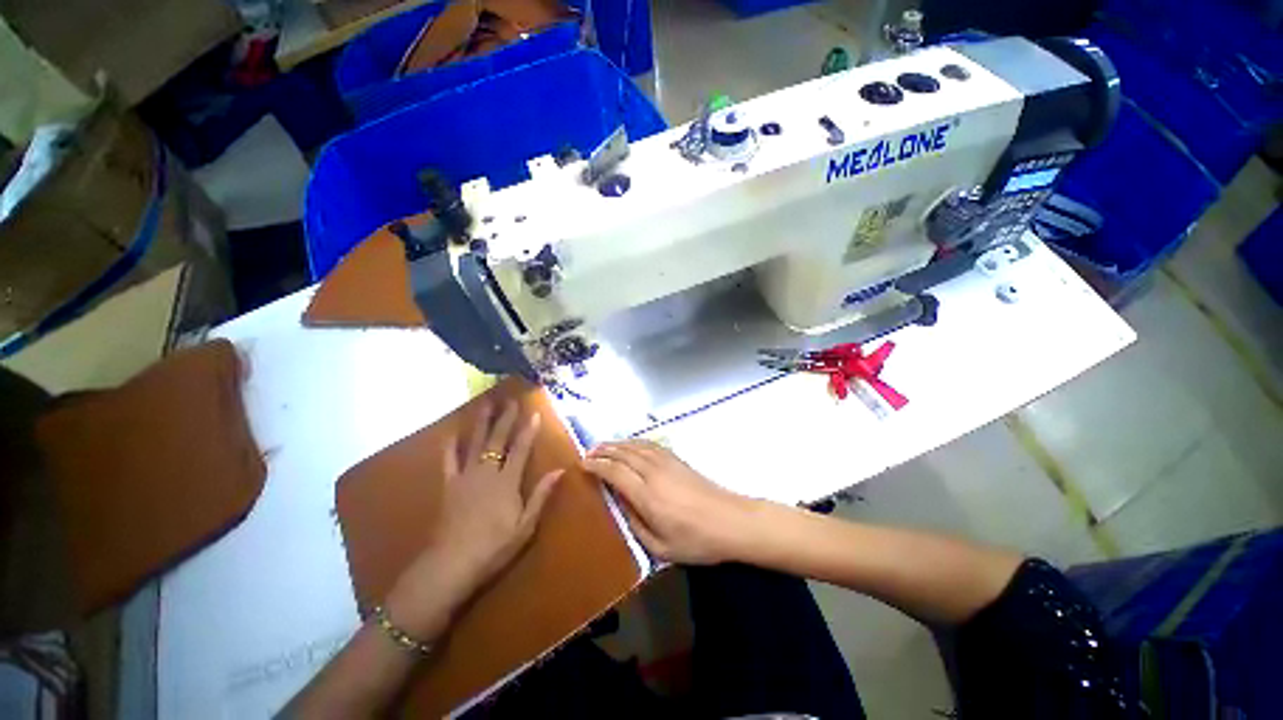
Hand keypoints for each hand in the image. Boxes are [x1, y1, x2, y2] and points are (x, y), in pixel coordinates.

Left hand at [385, 402, 560, 636]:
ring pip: (475, 443)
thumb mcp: (525, 525)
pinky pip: (449, 460)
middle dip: (505, 419)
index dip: (528, 431)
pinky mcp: (449, 485)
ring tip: (485, 404)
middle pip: (498, 440)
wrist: (451, 564)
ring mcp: (466, 477)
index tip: (533, 413)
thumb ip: (541, 495)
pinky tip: (451, 433)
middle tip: (510, 400)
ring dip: (481, 423)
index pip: (521, 449)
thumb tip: (559, 470)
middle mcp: (487, 472)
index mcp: (507, 482)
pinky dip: (450, 446)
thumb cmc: (494, 546)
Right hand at [584, 440, 758, 564]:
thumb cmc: (696, 541)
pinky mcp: (677, 459)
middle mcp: (654, 472)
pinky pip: (650, 445)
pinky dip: (635, 442)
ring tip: (603, 446)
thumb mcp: (660, 547)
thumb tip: (620, 505)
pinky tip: (630, 444)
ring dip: (617, 444)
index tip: (583, 464)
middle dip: (603, 451)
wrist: (731, 521)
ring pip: (636, 446)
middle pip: (623, 454)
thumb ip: (635, 525)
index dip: (597, 465)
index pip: (615, 472)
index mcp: (647, 495)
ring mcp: (667, 463)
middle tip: (587, 452)